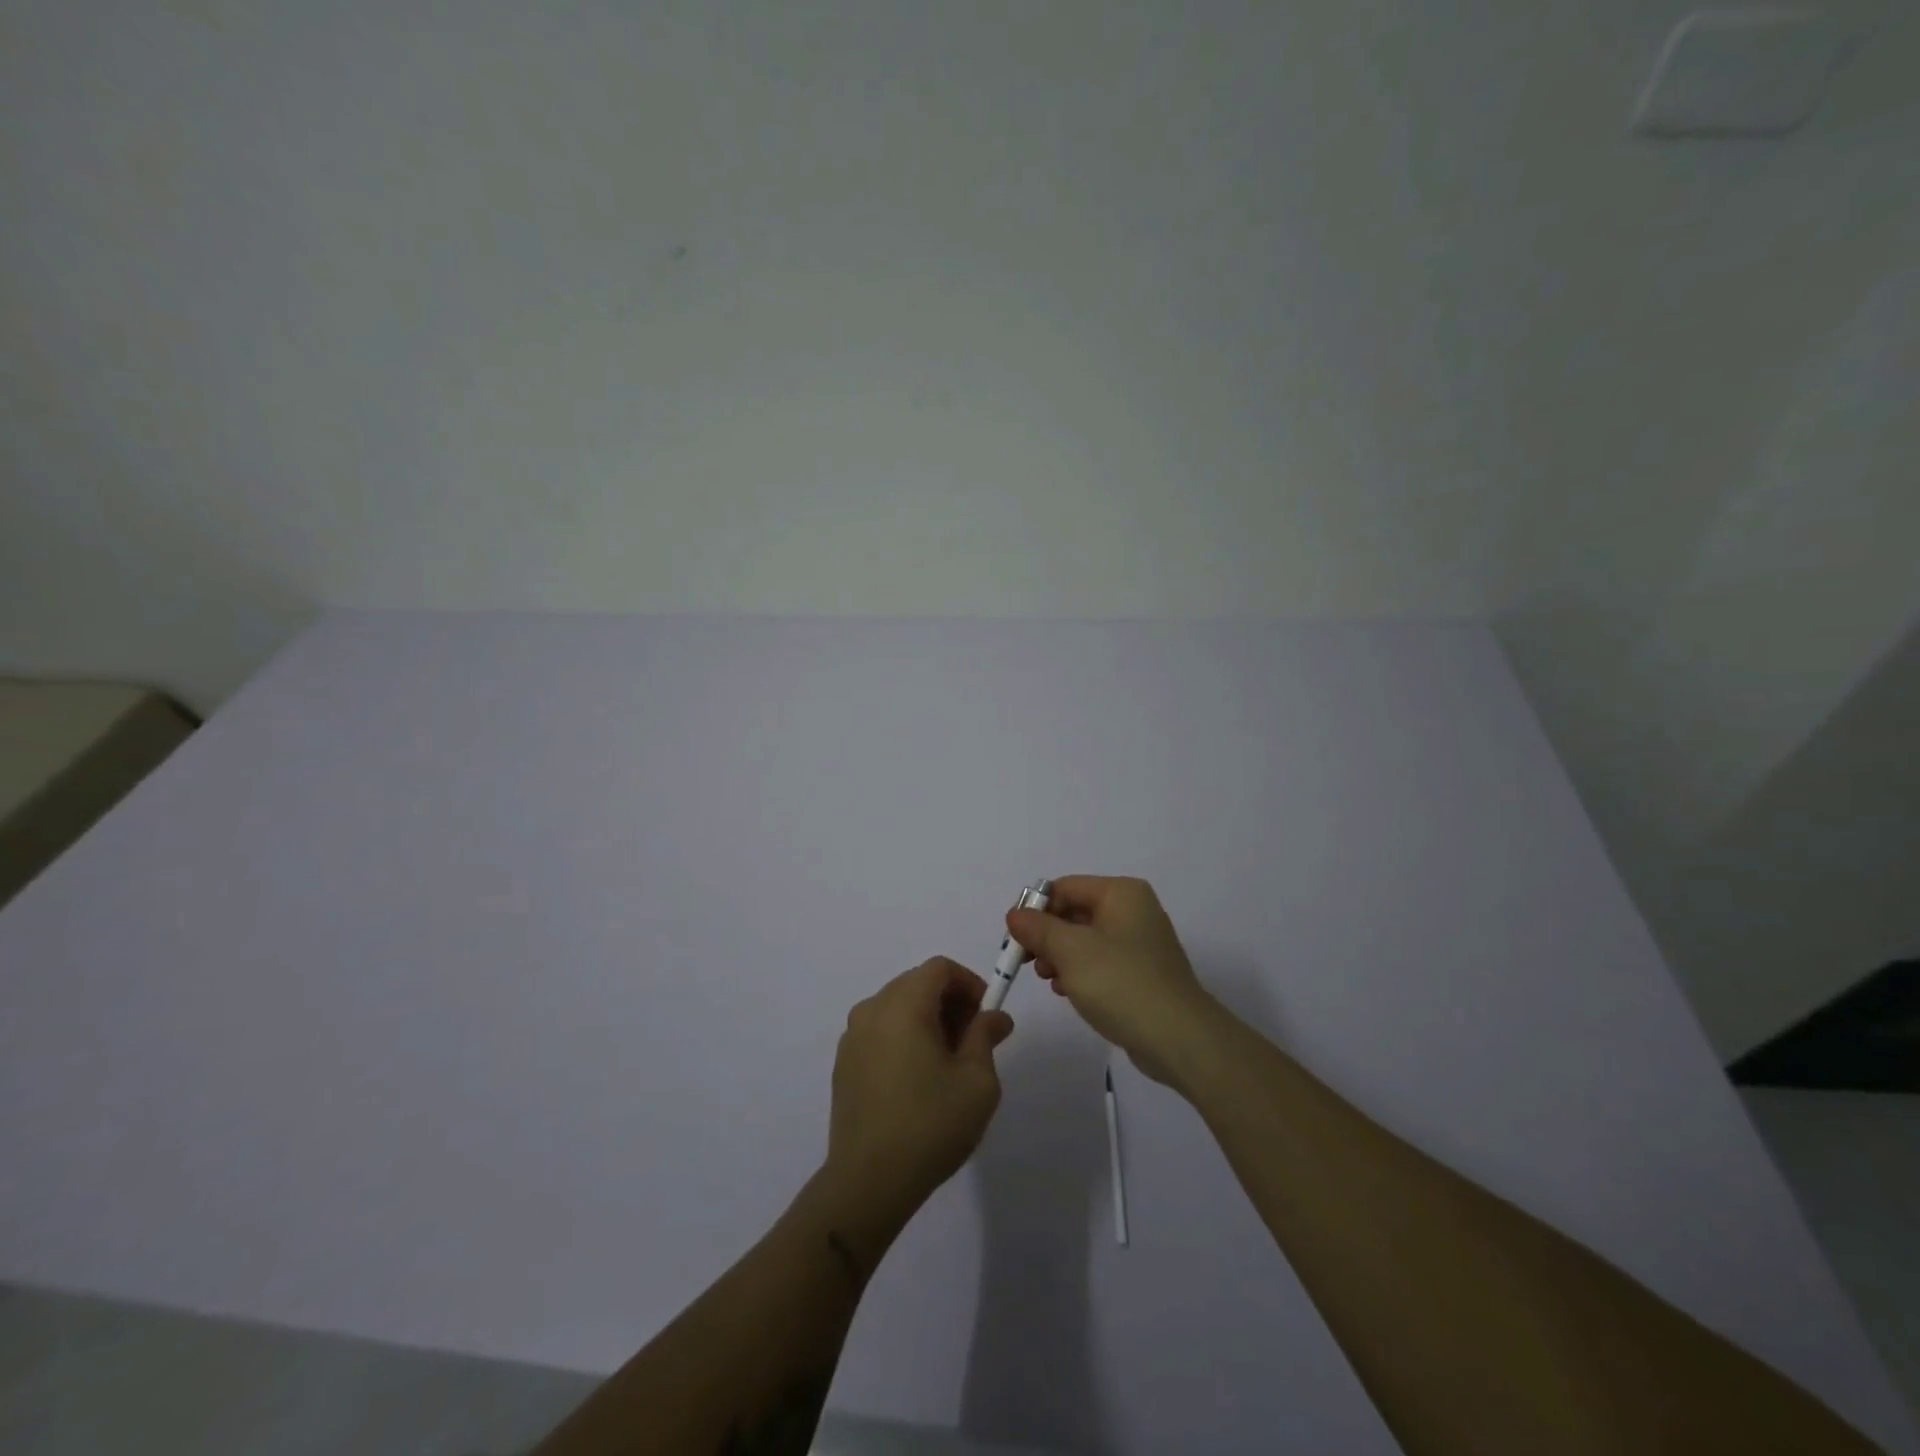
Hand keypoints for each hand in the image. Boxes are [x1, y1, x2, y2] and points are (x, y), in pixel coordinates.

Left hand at [827, 958, 1014, 1219]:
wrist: (868, 1182)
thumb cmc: (930, 1125)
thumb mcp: (977, 1081)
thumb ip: (985, 1037)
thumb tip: (995, 1017)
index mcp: (903, 1005)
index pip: (939, 968)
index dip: (969, 982)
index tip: (986, 1015)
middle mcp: (872, 1010)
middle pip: (916, 983)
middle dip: (950, 1001)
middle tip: (973, 1039)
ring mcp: (852, 1037)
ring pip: (897, 1007)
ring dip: (927, 1019)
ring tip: (948, 1062)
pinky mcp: (844, 1064)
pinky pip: (880, 1031)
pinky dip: (903, 1037)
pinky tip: (918, 1079)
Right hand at [1007, 875, 1225, 1088]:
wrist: (1179, 1038)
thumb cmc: (1121, 983)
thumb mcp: (1070, 951)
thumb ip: (1038, 928)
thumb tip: (1015, 914)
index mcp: (1121, 893)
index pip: (1064, 887)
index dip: (1035, 910)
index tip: (1015, 939)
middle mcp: (1133, 910)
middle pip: (1074, 912)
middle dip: (1047, 936)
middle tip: (1030, 963)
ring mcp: (1141, 942)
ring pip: (1085, 939)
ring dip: (1060, 957)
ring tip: (1051, 981)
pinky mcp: (1142, 972)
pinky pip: (1101, 962)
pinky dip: (1080, 972)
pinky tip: (1069, 992)